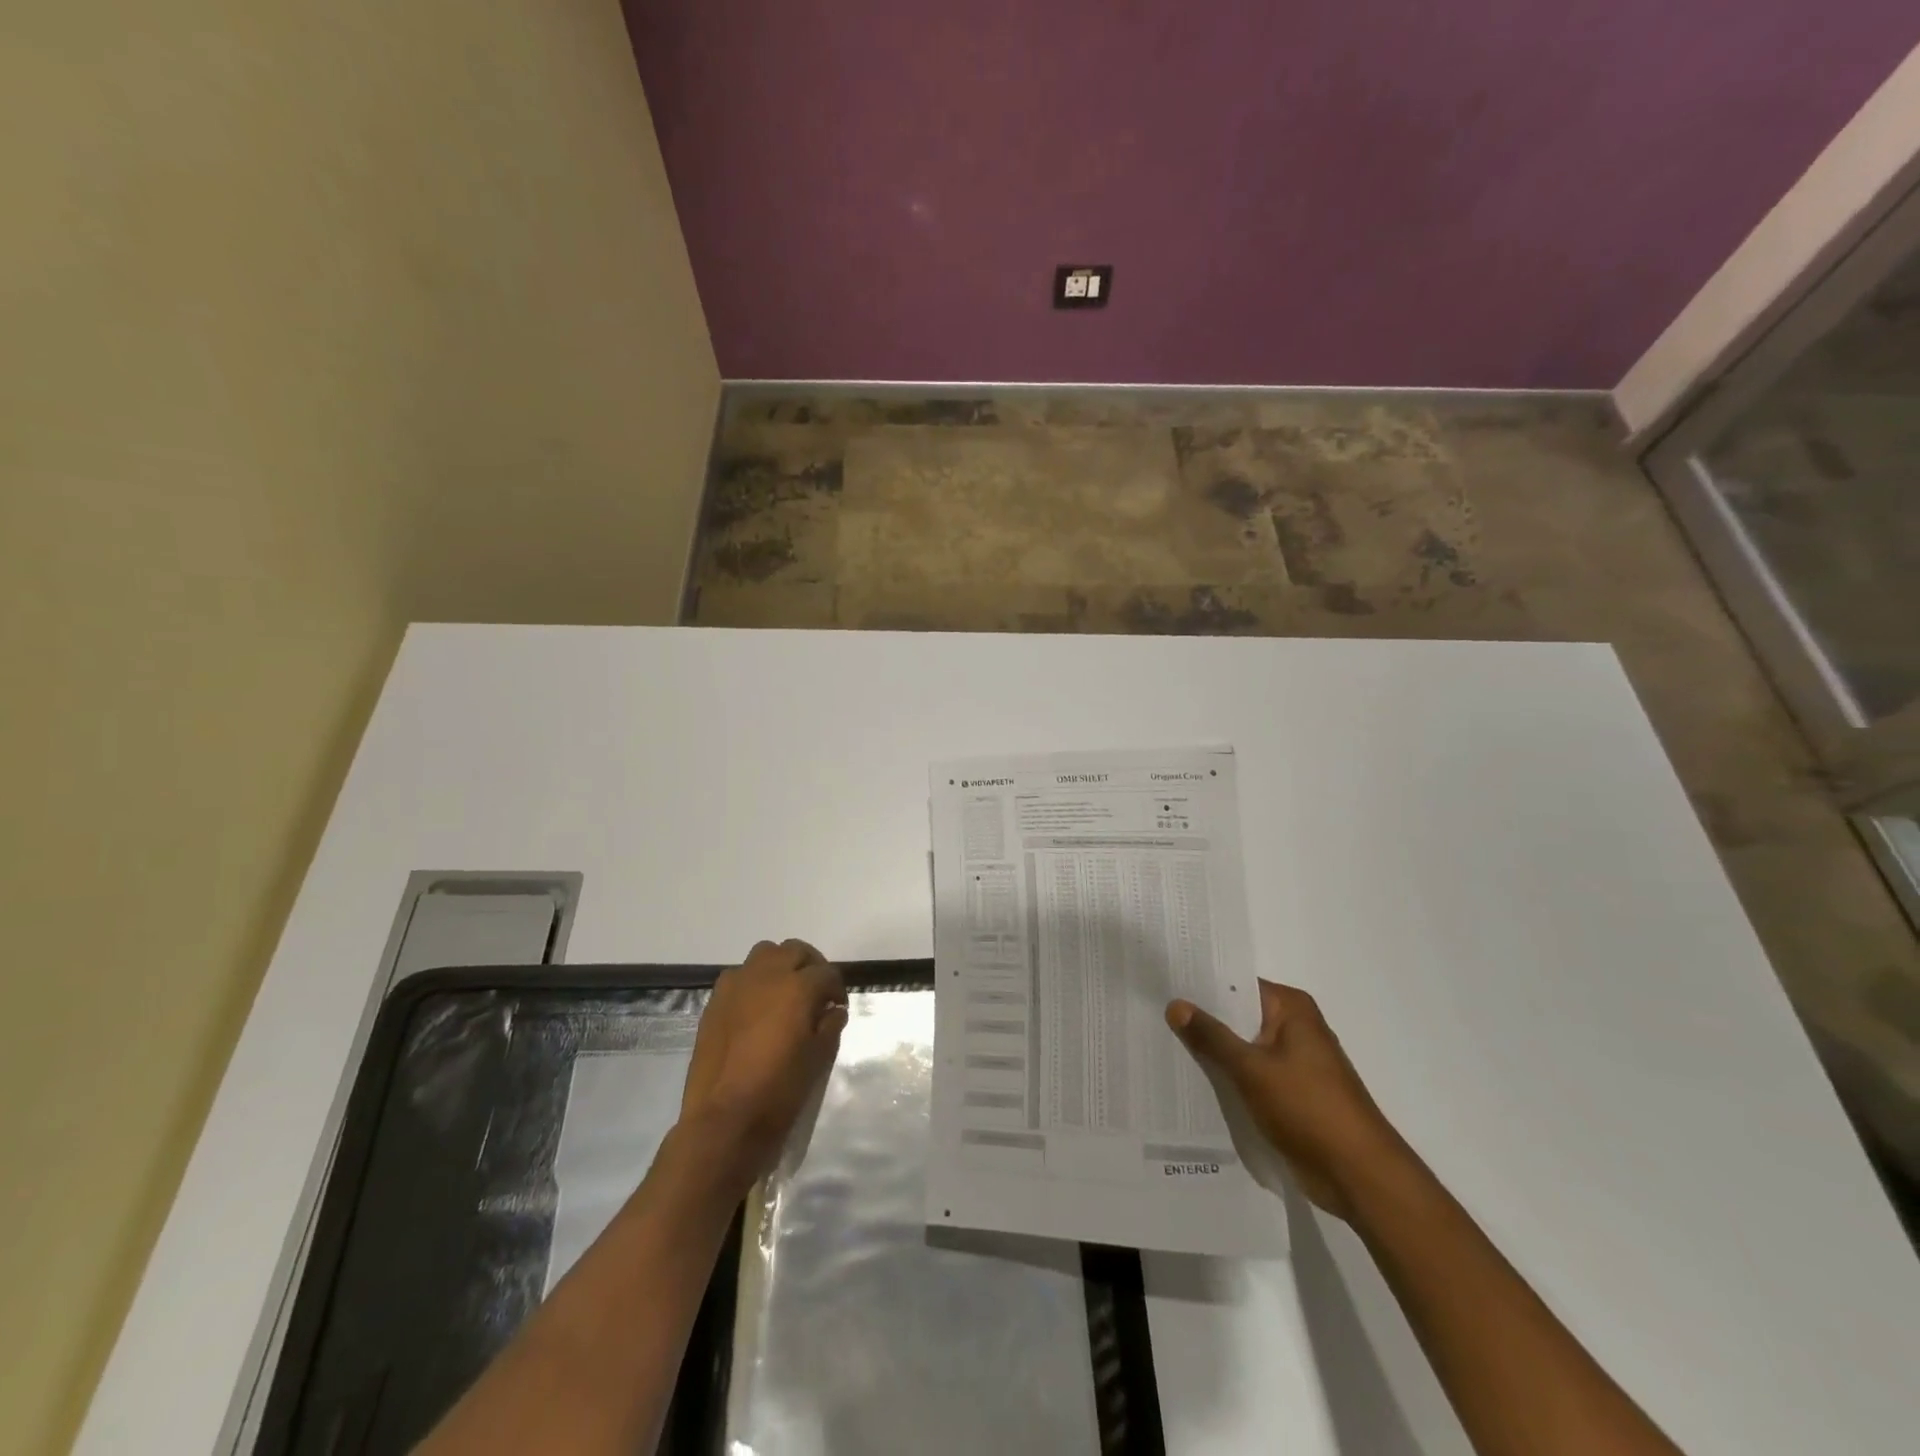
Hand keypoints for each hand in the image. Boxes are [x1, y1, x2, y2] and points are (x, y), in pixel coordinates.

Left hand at [680, 939, 847, 1184]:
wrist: (723, 1120)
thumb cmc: (779, 1091)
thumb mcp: (818, 1059)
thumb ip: (830, 1026)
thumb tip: (832, 1011)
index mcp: (798, 988)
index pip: (827, 973)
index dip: (837, 989)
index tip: (837, 1007)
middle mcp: (767, 975)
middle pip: (795, 951)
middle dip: (811, 966)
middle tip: (816, 992)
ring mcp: (737, 985)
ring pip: (765, 954)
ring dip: (780, 966)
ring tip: (785, 993)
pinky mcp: (715, 1001)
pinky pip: (740, 975)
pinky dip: (754, 981)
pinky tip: (757, 1008)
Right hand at [1167, 979, 1412, 1218]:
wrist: (1359, 1176)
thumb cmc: (1308, 1108)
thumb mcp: (1251, 1069)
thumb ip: (1211, 1036)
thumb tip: (1175, 1004)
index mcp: (1291, 1008)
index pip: (1236, 983)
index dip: (1200, 984)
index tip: (1163, 984)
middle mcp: (1294, 1027)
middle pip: (1237, 1015)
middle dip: (1202, 1019)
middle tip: (1153, 1014)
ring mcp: (1294, 1061)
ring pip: (1242, 1046)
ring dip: (1213, 1051)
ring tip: (1162, 1043)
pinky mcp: (1291, 1093)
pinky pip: (1250, 1074)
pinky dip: (1227, 1076)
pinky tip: (1192, 1079)